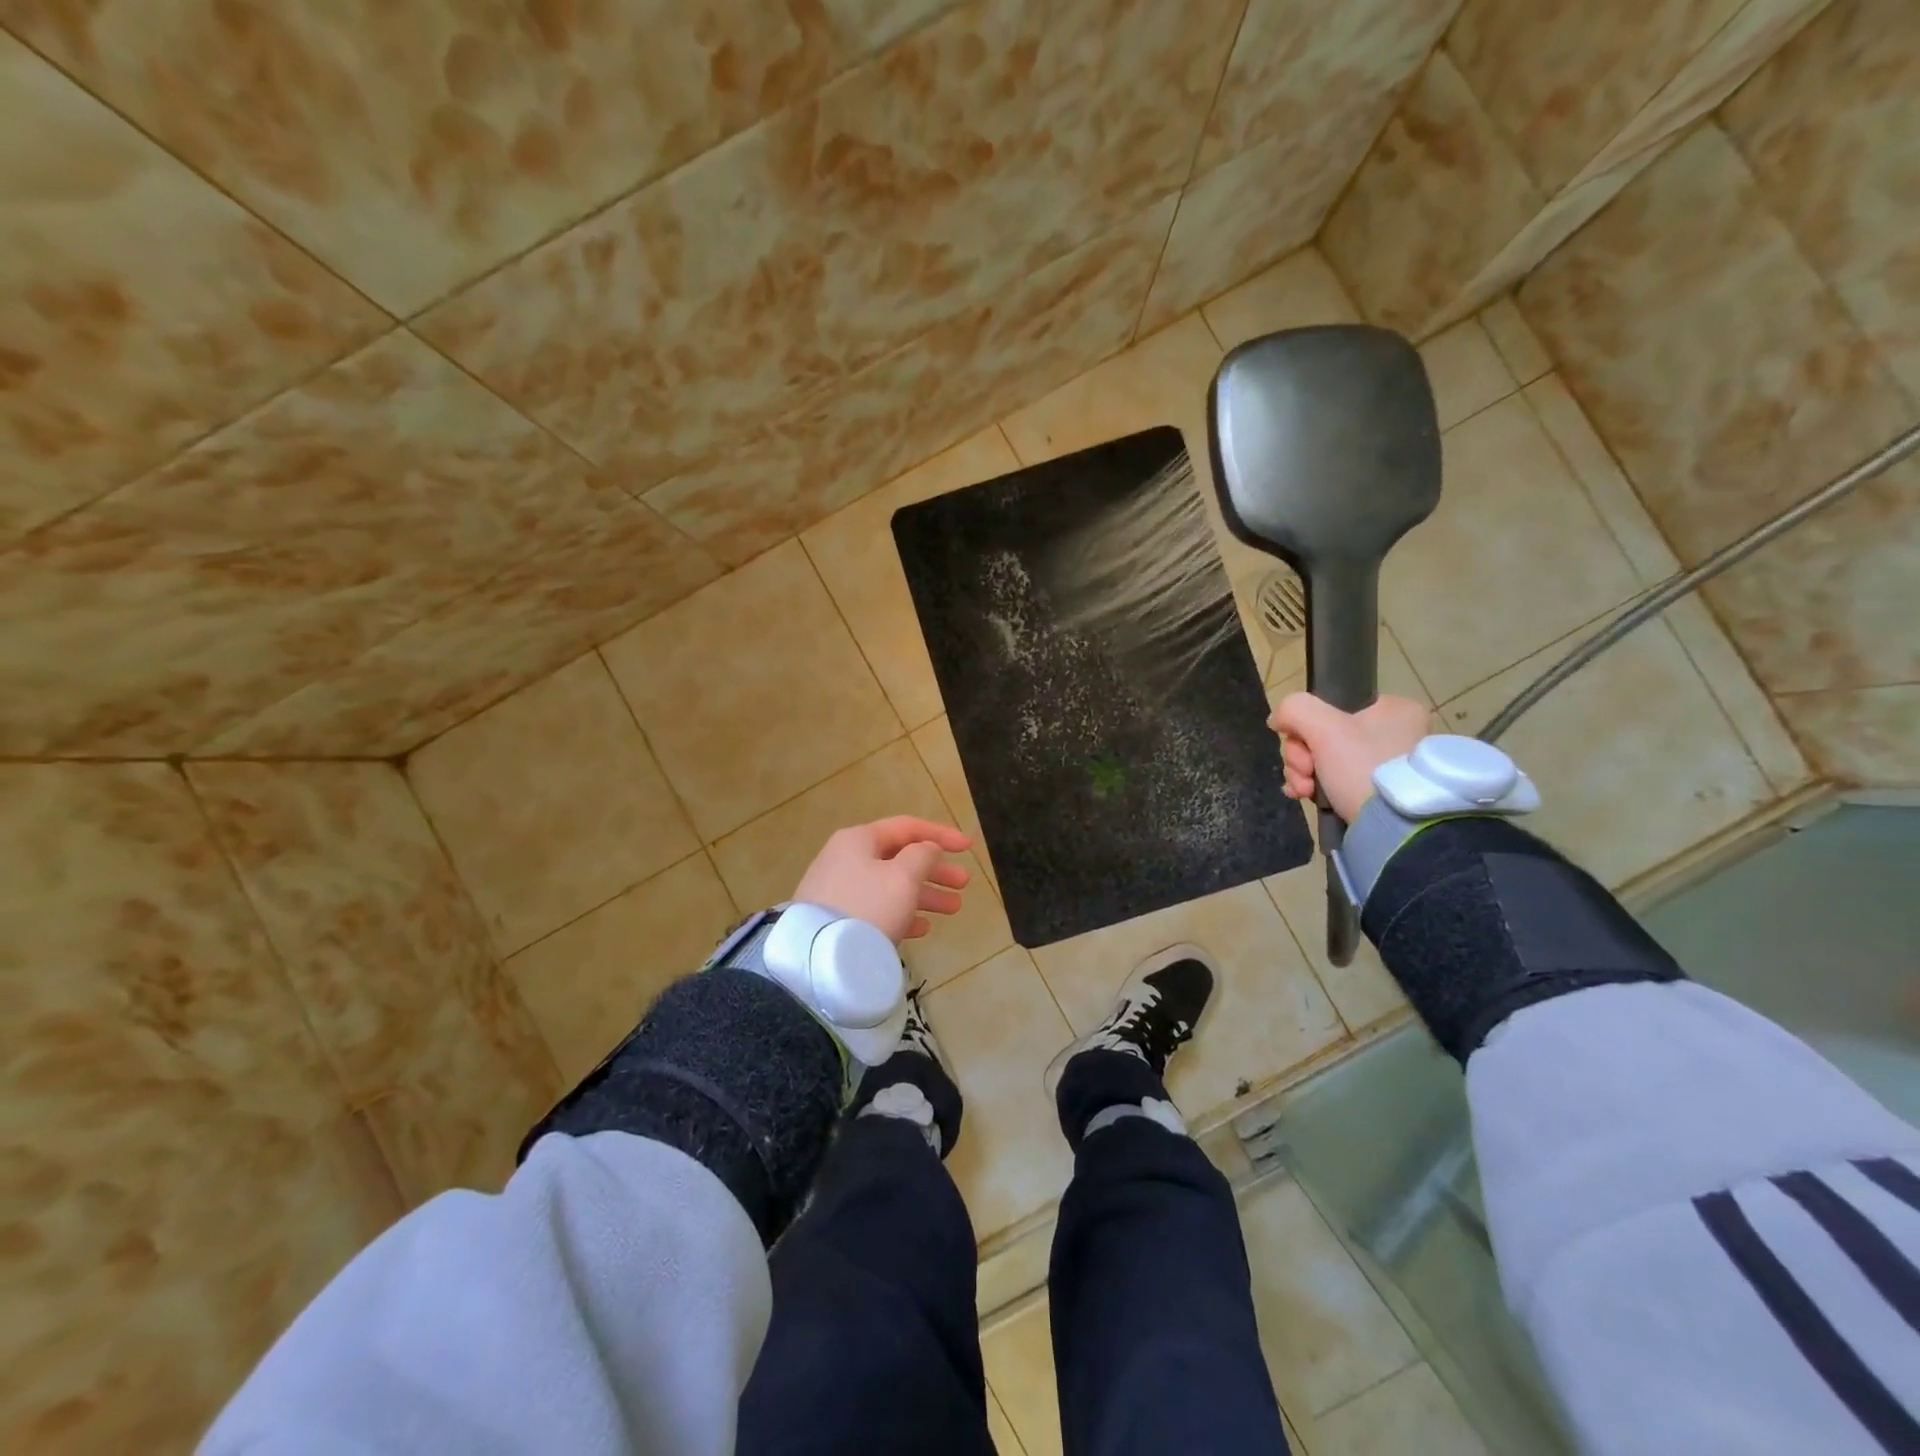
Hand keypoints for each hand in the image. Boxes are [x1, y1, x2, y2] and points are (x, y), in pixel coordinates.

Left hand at [793, 816, 972, 943]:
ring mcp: (838, 890)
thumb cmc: (868, 906)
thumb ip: (923, 856)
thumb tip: (927, 849)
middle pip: (899, 858)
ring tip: (953, 908)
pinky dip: (901, 914)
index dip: (941, 834)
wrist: (819, 957)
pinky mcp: (836, 920)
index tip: (968, 847)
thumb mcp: (903, 876)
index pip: (907, 827)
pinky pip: (876, 910)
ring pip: (890, 886)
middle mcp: (845, 859)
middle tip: (963, 883)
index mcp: (859, 840)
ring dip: (924, 895)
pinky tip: (922, 928)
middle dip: (935, 870)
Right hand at [1268, 693, 1428, 820]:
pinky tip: (1303, 796)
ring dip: (1301, 773)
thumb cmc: (1363, 767)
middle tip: (1306, 772)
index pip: (1331, 706)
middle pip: (1322, 734)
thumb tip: (1278, 719)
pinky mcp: (1372, 791)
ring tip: (1304, 790)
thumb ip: (1295, 710)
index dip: (1306, 726)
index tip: (1304, 746)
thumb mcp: (1325, 728)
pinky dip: (1312, 786)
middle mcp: (1393, 733)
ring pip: (1321, 758)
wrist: (1391, 829)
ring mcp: (1383, 764)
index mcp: (1394, 709)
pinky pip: (1331, 779)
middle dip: (1301, 756)